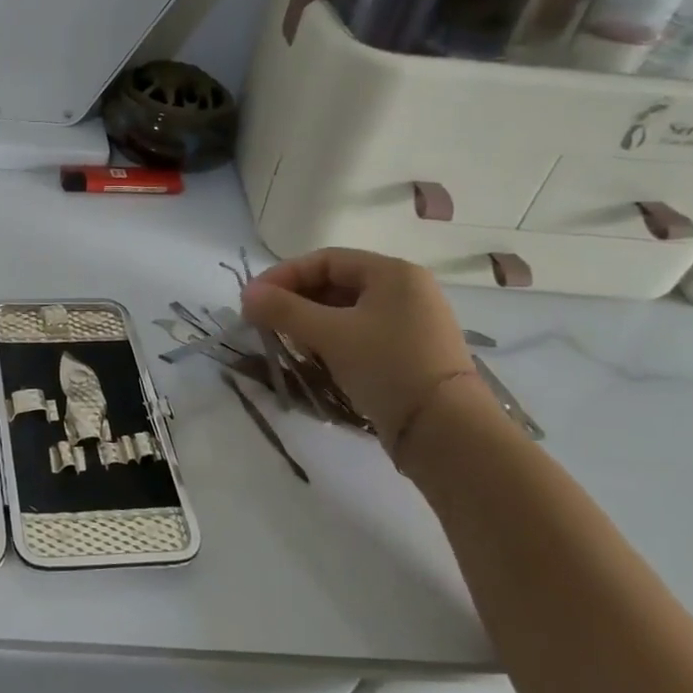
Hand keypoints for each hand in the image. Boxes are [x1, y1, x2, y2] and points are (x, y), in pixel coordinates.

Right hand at [241, 249, 477, 452]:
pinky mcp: (410, 352)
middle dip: (295, 300)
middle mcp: (406, 290)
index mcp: (393, 273)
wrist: (447, 432)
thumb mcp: (330, 334)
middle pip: (336, 283)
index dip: (284, 275)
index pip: (326, 259)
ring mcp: (411, 323)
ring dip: (311, 321)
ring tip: (285, 340)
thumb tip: (246, 294)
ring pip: (347, 311)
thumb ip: (284, 310)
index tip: (253, 299)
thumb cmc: (387, 367)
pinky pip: (361, 333)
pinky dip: (332, 339)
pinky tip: (315, 357)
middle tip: (263, 321)